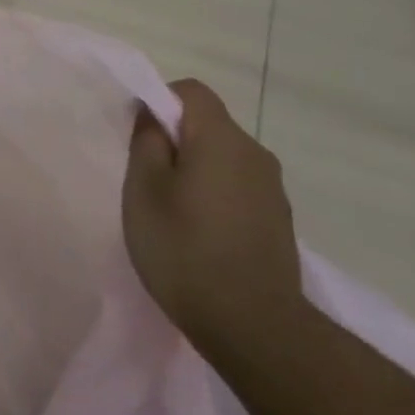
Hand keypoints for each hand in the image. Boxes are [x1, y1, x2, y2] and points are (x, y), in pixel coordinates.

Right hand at [122, 78, 304, 344]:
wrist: (250, 323)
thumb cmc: (182, 248)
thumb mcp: (143, 191)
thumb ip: (146, 143)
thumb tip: (152, 115)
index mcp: (221, 139)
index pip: (191, 91)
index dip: (158, 102)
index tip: (137, 138)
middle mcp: (255, 154)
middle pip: (208, 125)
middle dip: (174, 141)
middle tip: (144, 182)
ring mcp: (272, 189)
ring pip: (223, 159)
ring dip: (194, 172)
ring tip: (169, 214)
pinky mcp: (277, 220)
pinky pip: (237, 188)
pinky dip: (214, 197)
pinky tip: (197, 235)